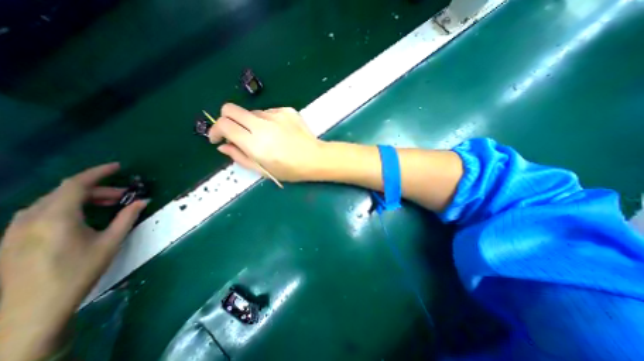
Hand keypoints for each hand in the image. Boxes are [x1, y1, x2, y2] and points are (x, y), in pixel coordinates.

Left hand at [1, 164, 146, 360]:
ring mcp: (15, 229)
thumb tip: (143, 200)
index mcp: (56, 217)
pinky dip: (66, 207)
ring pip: (52, 201)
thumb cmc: (80, 271)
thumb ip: (127, 217)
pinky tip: (82, 217)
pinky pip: (41, 211)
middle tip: (123, 195)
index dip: (98, 172)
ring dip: (82, 198)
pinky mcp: (11, 239)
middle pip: (65, 192)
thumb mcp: (111, 242)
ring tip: (106, 205)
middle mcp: (30, 218)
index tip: (117, 167)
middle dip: (97, 189)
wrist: (33, 310)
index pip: (76, 184)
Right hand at [208, 104, 327, 183]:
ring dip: (250, 123)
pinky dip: (266, 121)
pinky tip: (277, 132)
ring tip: (264, 138)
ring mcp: (276, 114)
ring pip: (251, 112)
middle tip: (234, 134)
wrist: (315, 158)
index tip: (217, 139)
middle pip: (231, 109)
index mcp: (255, 142)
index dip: (215, 130)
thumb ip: (240, 157)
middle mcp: (262, 124)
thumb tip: (223, 146)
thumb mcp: (263, 170)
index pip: (224, 125)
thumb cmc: (290, 169)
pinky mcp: (287, 110)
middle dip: (226, 120)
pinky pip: (268, 112)